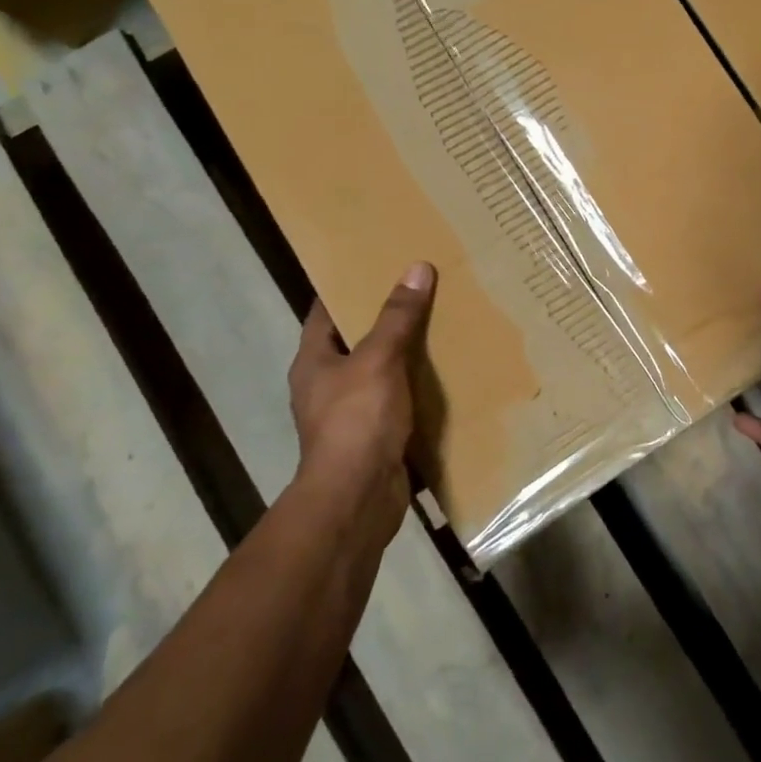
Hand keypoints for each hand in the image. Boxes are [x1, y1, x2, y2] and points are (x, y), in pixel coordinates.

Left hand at [287, 262, 435, 532]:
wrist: (358, 497)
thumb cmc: (357, 420)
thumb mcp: (379, 360)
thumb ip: (398, 317)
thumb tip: (417, 268)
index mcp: (314, 361)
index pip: (325, 312)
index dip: (346, 286)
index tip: (377, 264)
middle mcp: (326, 385)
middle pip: (356, 341)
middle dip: (386, 318)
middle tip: (421, 290)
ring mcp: (350, 414)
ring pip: (380, 372)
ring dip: (405, 354)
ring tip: (442, 325)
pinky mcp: (375, 437)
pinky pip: (398, 402)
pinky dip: (417, 389)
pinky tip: (446, 375)